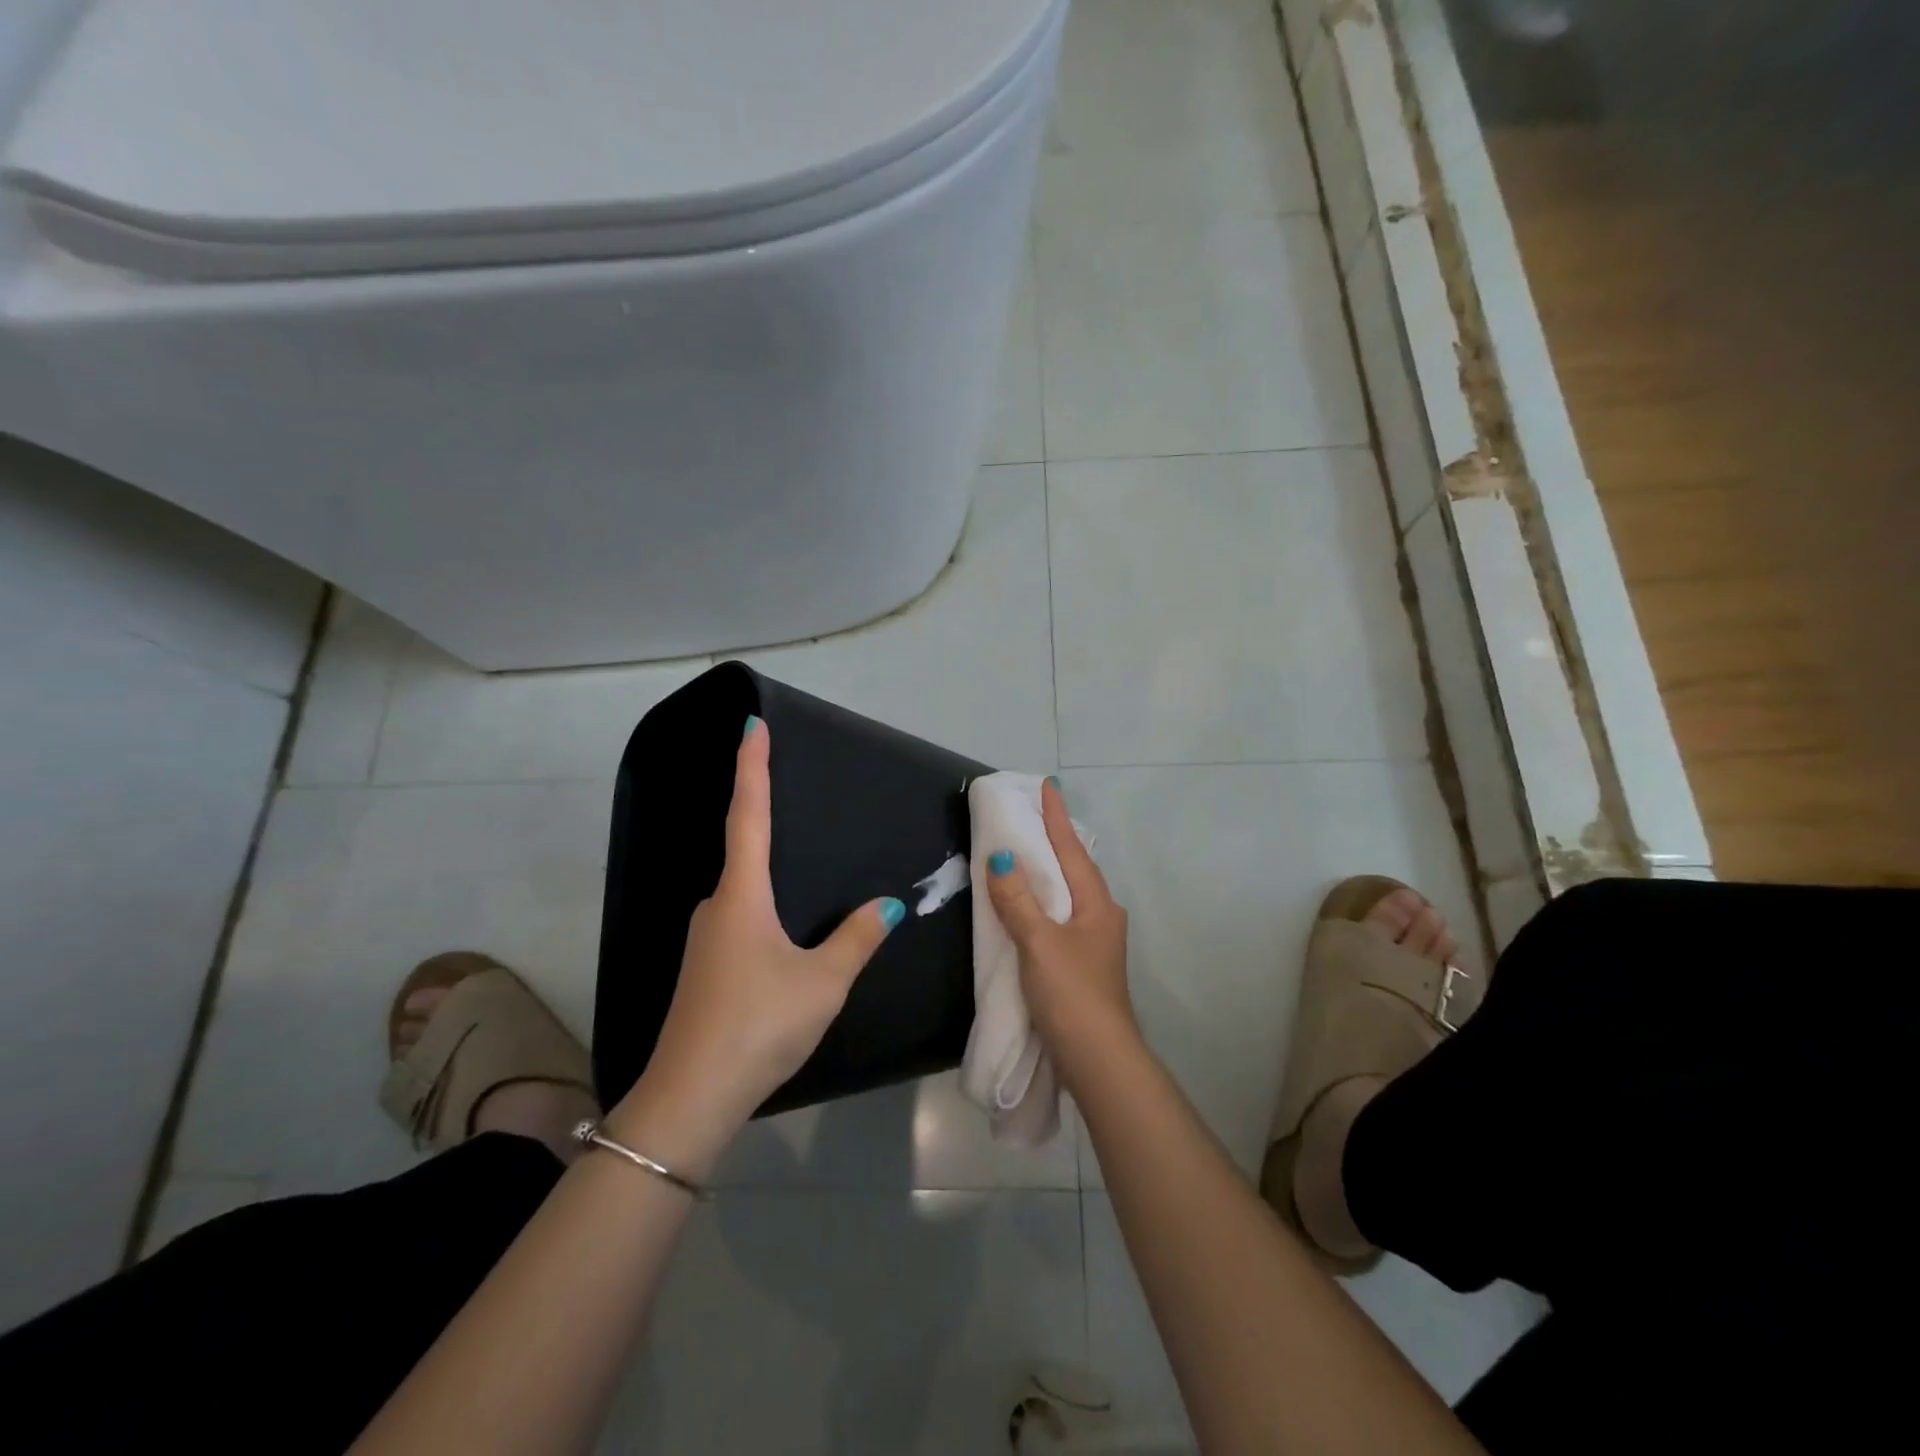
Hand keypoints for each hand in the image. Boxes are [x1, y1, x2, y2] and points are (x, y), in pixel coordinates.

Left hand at [610, 716, 901, 1166]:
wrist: (689, 1098)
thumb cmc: (759, 1025)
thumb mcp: (822, 982)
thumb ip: (857, 939)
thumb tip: (889, 905)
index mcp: (742, 895)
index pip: (749, 815)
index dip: (752, 768)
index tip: (752, 726)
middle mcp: (717, 907)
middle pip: (744, 850)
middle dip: (763, 817)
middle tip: (789, 790)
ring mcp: (706, 940)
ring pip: (744, 893)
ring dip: (768, 875)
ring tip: (804, 876)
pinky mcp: (706, 970)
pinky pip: (741, 922)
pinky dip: (764, 911)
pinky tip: (786, 938)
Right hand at [984, 780, 1134, 1062]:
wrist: (1098, 1059)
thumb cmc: (1071, 993)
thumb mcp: (1039, 943)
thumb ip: (1018, 900)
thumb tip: (1002, 857)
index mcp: (1096, 903)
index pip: (1072, 848)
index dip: (1057, 817)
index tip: (1049, 785)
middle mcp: (1101, 915)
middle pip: (1074, 867)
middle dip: (1054, 840)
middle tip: (1031, 814)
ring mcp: (1095, 941)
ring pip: (1068, 893)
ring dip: (1049, 870)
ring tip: (1027, 850)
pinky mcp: (1083, 962)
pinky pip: (1060, 916)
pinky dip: (1043, 900)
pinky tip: (1030, 903)